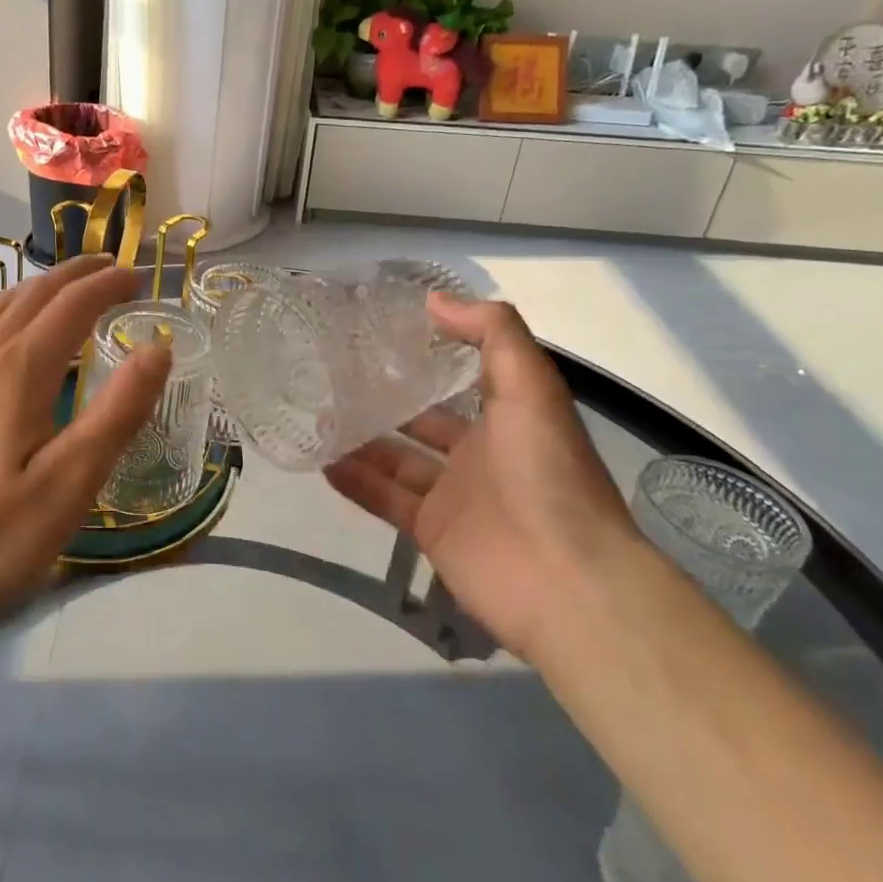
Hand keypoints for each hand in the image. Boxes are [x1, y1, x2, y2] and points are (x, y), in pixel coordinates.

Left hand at [0, 256, 171, 650]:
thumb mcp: (70, 484)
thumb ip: (118, 412)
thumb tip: (157, 348)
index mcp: (18, 370)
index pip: (71, 305)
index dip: (108, 284)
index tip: (141, 277)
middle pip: (33, 294)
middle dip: (77, 274)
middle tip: (114, 268)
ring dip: (39, 286)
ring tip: (68, 286)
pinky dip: (5, 309)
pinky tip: (6, 330)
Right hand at [324, 295, 636, 658]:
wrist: (565, 581)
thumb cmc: (547, 472)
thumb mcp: (529, 386)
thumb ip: (491, 333)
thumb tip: (434, 300)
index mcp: (508, 417)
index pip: (463, 378)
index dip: (431, 354)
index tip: (383, 332)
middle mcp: (480, 453)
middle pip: (423, 420)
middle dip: (386, 399)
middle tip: (335, 374)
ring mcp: (453, 496)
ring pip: (397, 460)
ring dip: (361, 440)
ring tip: (317, 414)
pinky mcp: (431, 532)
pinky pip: (384, 499)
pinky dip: (355, 482)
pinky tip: (321, 461)